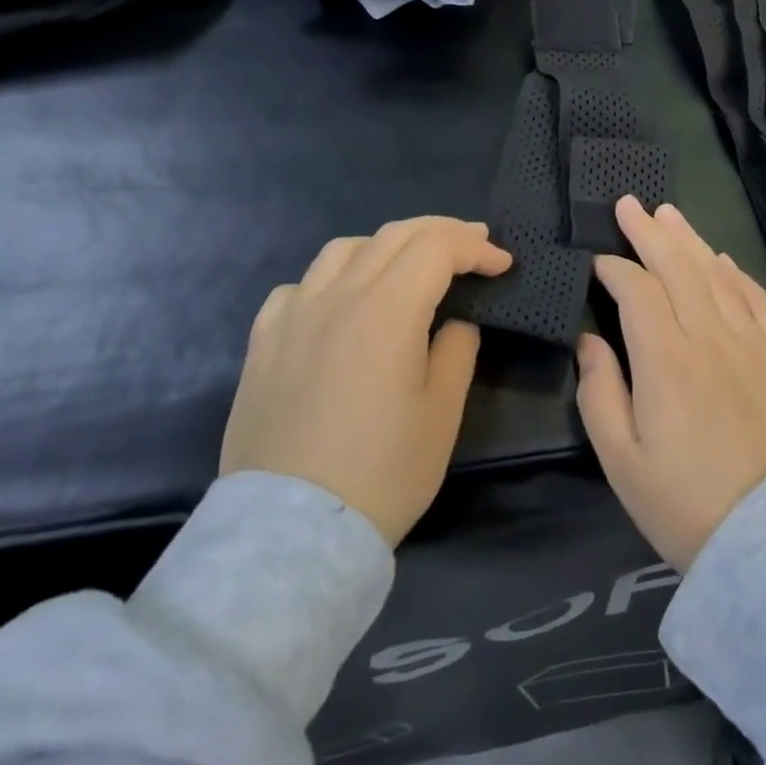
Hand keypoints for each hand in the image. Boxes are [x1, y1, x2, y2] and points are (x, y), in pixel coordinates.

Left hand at [221, 217, 511, 545]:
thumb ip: (456, 350)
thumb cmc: (382, 472)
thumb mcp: (442, 413)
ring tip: (409, 264)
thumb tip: (454, 322)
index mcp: (387, 310)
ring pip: (344, 249)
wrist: (291, 533)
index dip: (476, 248)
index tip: (502, 265)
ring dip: (387, 245)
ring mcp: (293, 317)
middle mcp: (338, 297)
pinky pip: (300, 286)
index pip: (437, 248)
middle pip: (394, 236)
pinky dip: (333, 278)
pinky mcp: (263, 344)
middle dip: (442, 231)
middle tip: (474, 243)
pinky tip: (341, 302)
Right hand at [575, 196, 765, 569]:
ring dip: (690, 240)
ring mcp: (752, 341)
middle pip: (677, 267)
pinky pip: (756, 298)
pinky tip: (722, 259)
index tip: (597, 261)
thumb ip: (599, 392)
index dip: (614, 268)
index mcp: (666, 359)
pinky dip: (736, 273)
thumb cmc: (687, 503)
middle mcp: (710, 335)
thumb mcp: (622, 460)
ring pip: (717, 274)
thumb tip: (589, 340)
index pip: (637, 290)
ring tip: (669, 214)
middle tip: (630, 203)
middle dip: (649, 232)